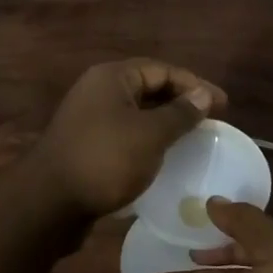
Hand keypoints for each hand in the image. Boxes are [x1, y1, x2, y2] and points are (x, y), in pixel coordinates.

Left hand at [29, 59, 224, 218]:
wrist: (49, 203)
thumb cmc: (105, 160)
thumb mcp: (150, 135)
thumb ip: (180, 113)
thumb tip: (203, 94)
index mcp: (111, 77)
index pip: (161, 70)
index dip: (194, 84)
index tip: (223, 106)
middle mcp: (98, 91)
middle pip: (148, 88)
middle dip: (180, 103)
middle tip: (211, 123)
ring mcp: (89, 119)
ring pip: (136, 114)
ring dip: (164, 124)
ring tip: (192, 141)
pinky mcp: (86, 146)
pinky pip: (124, 135)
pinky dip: (146, 142)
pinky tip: (163, 160)